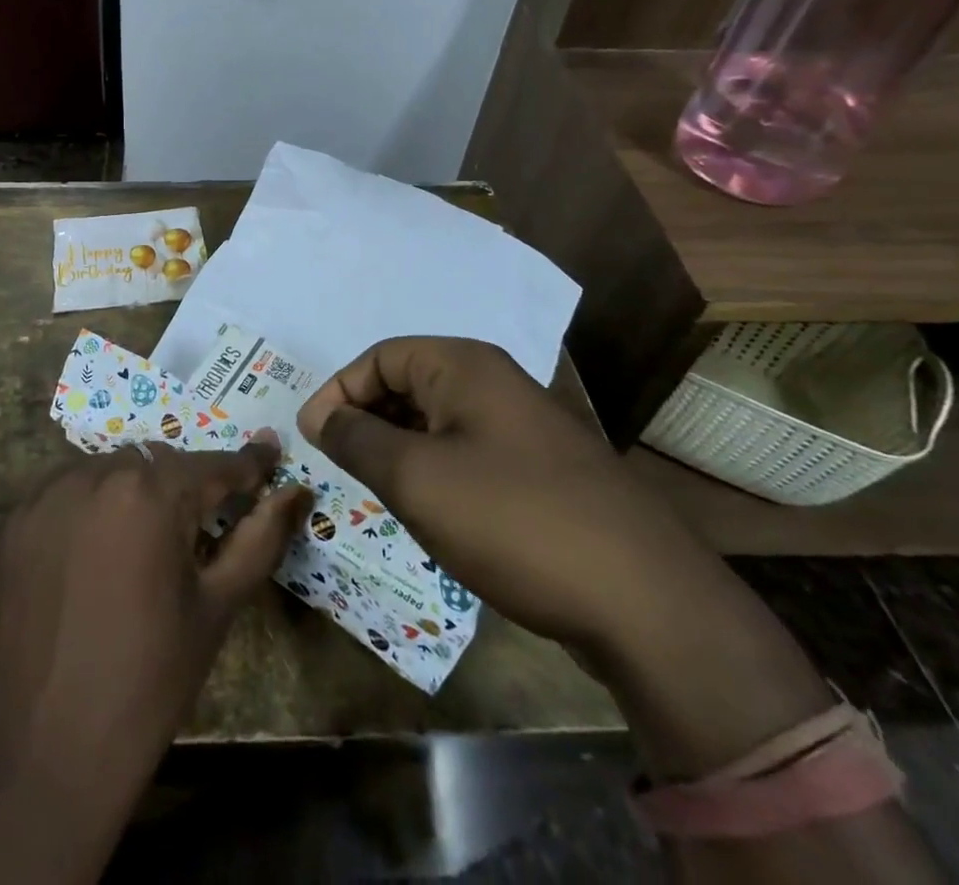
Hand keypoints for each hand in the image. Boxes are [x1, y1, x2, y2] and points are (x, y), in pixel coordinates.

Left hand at [0, 440, 309, 884]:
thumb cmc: (145, 683)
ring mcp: (45, 494)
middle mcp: (94, 474)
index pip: (214, 464)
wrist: (36, 756)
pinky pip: (65, 493)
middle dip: (184, 486)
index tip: (269, 458)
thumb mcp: (215, 609)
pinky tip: (91, 556)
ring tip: (140, 547)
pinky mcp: (12, 521)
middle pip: (156, 463)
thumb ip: (260, 538)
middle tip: (197, 530)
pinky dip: (89, 508)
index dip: (248, 466)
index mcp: (150, 492)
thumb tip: (296, 490)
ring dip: (133, 493)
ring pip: (107, 472)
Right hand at [295, 336, 731, 651]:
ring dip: (400, 449)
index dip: (338, 393)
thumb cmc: (511, 520)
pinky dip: (436, 471)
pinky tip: (433, 513)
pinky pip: (468, 451)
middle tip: (343, 468)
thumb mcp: (415, 478)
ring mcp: (523, 424)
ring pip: (436, 421)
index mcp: (463, 365)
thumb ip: (356, 439)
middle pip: (407, 383)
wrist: (645, 600)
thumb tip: (319, 416)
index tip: (314, 440)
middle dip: (367, 420)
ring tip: (381, 493)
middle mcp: (494, 381)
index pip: (378, 357)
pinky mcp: (541, 468)